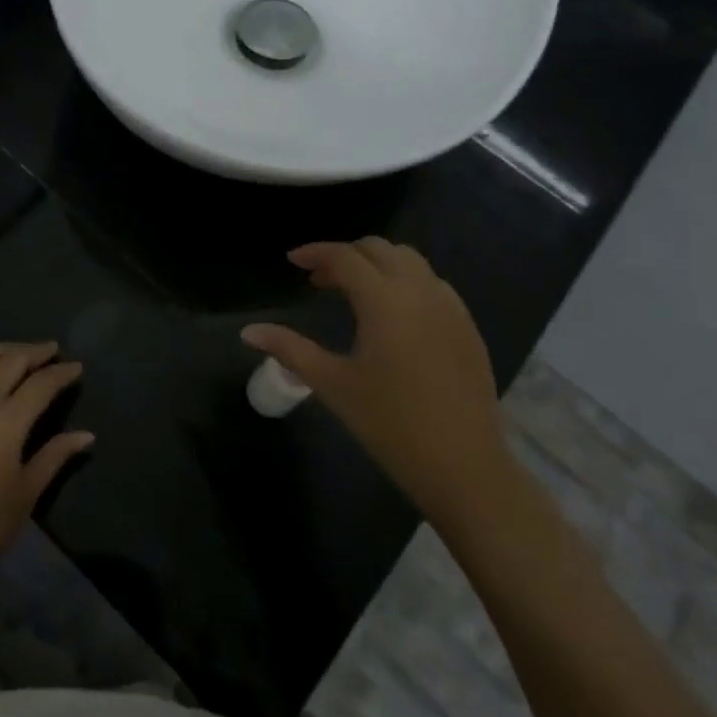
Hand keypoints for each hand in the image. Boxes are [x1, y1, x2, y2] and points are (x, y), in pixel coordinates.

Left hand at [0, 342, 92, 597]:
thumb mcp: (24, 495)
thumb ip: (54, 457)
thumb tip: (86, 435)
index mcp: (6, 421)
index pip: (41, 382)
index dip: (62, 372)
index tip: (77, 366)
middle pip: (12, 359)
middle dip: (36, 352)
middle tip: (54, 351)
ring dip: (7, 350)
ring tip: (23, 356)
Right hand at [242, 239, 507, 521]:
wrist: (464, 467)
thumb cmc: (391, 424)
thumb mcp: (333, 384)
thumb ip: (290, 349)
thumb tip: (248, 332)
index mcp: (385, 300)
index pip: (345, 257)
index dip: (315, 252)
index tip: (292, 261)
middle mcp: (420, 291)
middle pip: (379, 249)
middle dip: (345, 256)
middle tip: (319, 281)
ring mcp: (450, 307)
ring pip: (410, 261)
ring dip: (377, 265)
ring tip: (354, 294)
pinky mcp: (467, 326)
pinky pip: (432, 284)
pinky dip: (405, 282)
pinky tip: (393, 316)